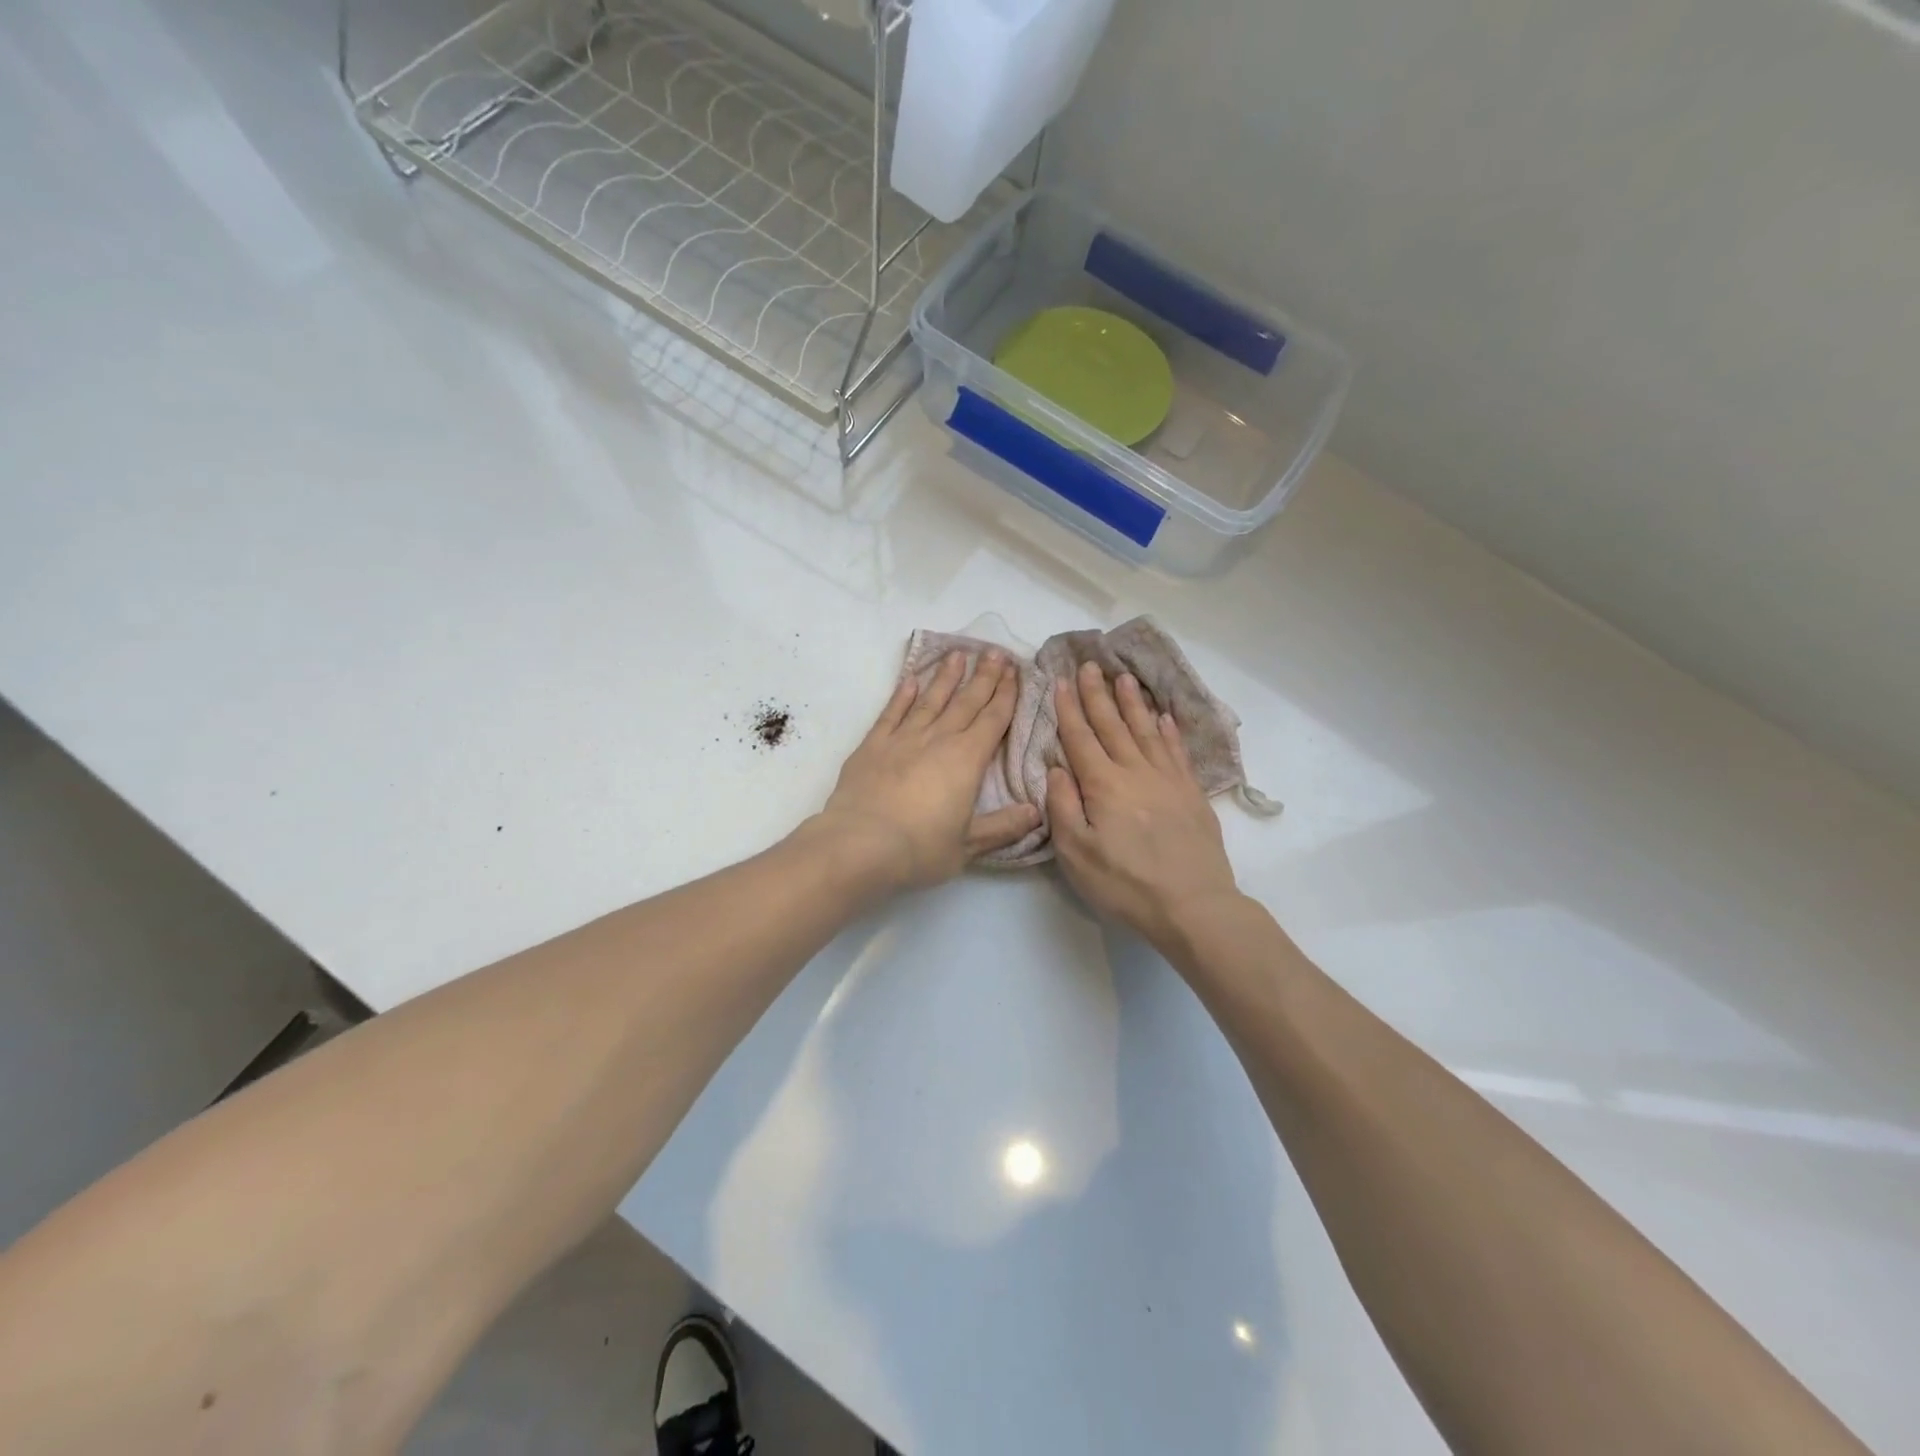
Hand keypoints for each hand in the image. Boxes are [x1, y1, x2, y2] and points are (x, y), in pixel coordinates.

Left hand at [812, 651, 1040, 890]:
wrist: (859, 846)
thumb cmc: (919, 849)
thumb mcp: (968, 846)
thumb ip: (1003, 827)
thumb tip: (1036, 812)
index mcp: (967, 760)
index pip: (993, 720)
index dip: (1006, 695)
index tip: (1014, 671)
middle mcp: (938, 740)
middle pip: (966, 702)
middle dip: (983, 677)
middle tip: (994, 651)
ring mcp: (903, 739)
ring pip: (930, 700)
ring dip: (946, 677)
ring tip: (958, 654)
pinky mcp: (872, 745)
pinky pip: (892, 713)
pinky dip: (902, 695)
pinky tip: (911, 679)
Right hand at [1047, 662, 1243, 951]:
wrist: (1193, 905)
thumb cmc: (1125, 884)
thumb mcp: (1077, 854)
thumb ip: (1063, 806)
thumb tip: (1057, 768)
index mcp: (1103, 785)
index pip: (1081, 738)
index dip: (1069, 709)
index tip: (1062, 681)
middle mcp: (1135, 772)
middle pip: (1113, 725)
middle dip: (1098, 694)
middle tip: (1090, 665)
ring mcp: (1168, 779)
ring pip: (1146, 730)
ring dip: (1133, 703)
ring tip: (1124, 677)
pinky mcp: (1191, 792)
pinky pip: (1176, 751)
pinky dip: (1168, 730)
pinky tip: (1163, 717)